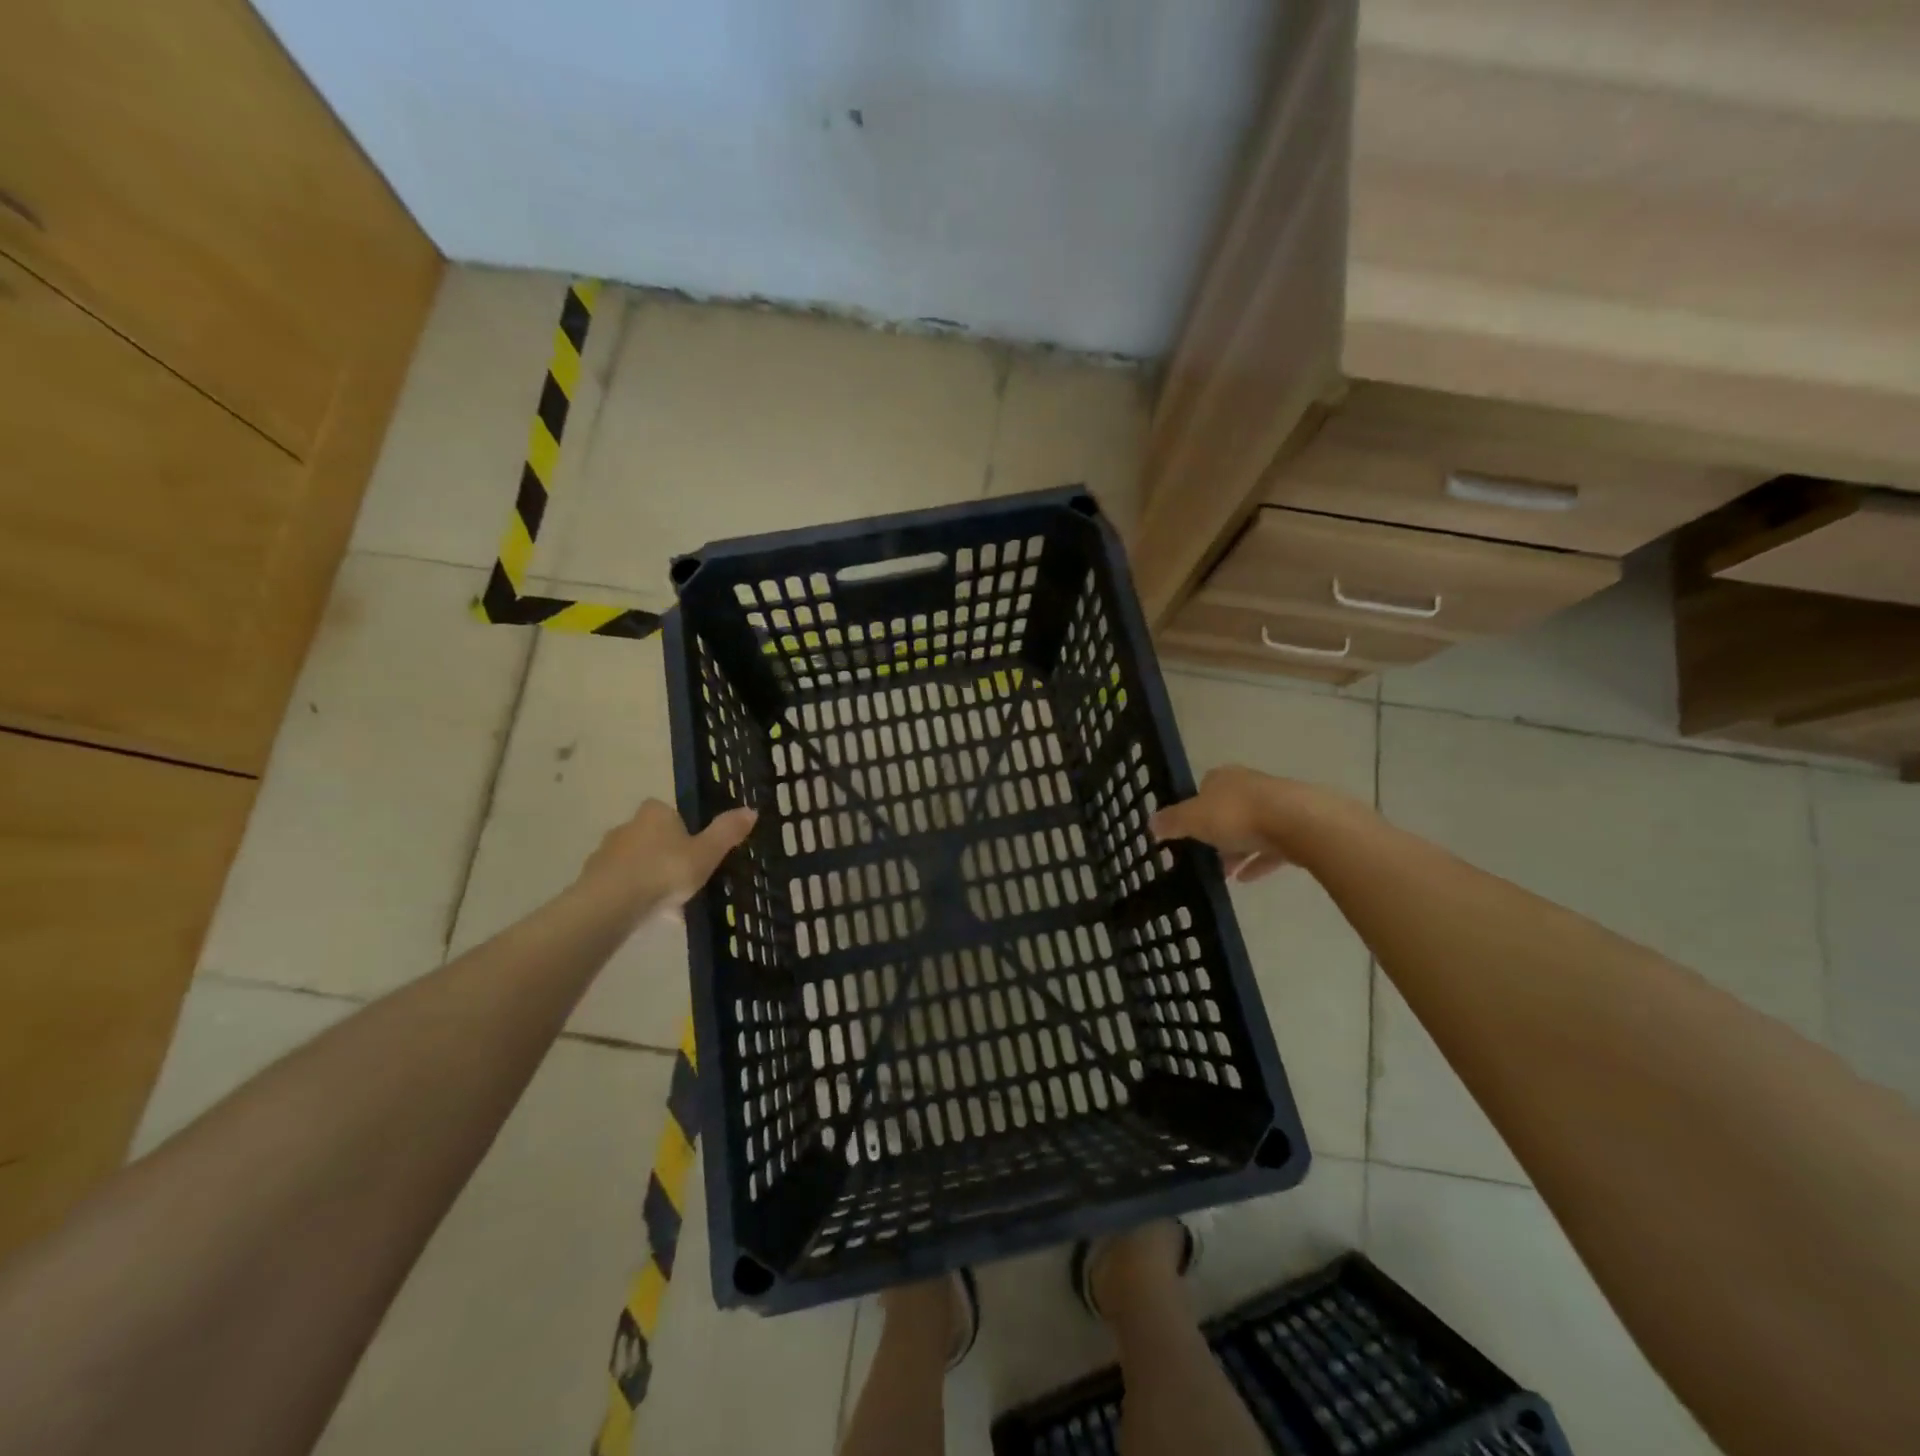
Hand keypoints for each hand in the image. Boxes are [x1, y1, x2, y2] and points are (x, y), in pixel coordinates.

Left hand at [575, 799, 757, 917]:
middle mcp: (627, 826)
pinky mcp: (591, 881)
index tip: (694, 850)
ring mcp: (605, 854)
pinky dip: (634, 897)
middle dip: (666, 856)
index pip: (668, 812)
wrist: (611, 904)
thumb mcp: (706, 853)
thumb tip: (751, 809)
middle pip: (651, 838)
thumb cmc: (664, 871)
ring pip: (635, 863)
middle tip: (685, 881)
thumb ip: (727, 832)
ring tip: (670, 907)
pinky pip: (620, 886)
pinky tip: (649, 917)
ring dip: (650, 879)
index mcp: (655, 814)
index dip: (681, 829)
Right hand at [1150, 765, 1292, 882]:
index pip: (1204, 786)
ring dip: (1237, 850)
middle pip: (1228, 808)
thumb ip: (1172, 822)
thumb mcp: (1193, 819)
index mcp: (1224, 777)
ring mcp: (1277, 806)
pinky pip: (1272, 848)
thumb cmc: (1238, 815)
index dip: (1194, 806)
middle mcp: (1250, 786)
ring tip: (1224, 874)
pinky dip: (1259, 862)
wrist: (1299, 823)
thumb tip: (1150, 823)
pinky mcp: (1298, 828)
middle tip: (1204, 854)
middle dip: (1217, 831)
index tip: (1187, 828)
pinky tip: (1247, 880)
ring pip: (1251, 828)